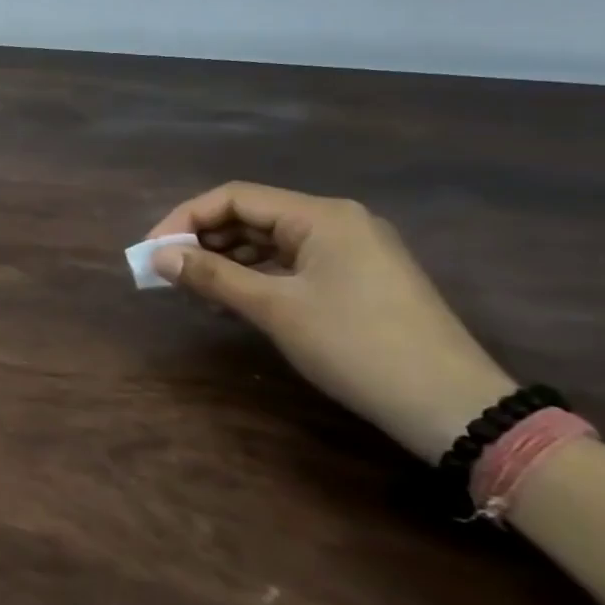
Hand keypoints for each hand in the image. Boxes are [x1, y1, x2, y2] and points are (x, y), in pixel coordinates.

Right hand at [146, 182, 513, 462]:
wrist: (452, 407)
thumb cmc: (356, 346)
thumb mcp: (275, 309)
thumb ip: (212, 276)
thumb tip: (158, 257)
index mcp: (321, 215)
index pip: (234, 197)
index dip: (185, 219)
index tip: (152, 252)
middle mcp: (336, 221)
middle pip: (251, 215)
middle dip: (203, 240)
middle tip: (166, 271)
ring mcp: (350, 251)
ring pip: (269, 241)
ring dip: (226, 260)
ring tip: (192, 289)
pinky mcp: (356, 279)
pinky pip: (291, 264)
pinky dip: (255, 276)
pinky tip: (231, 300)